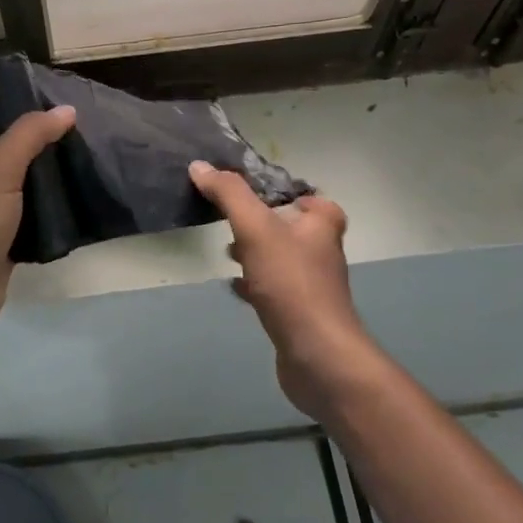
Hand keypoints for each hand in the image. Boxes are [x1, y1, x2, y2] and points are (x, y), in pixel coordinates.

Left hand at [0, 107, 75, 364]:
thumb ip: (30, 135)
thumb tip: (65, 109)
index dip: (23, 111)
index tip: (62, 107)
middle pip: (11, 154)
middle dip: (43, 146)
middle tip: (84, 135)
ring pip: (22, 188)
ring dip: (49, 180)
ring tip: (88, 164)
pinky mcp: (1, 244)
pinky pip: (29, 220)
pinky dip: (50, 214)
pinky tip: (78, 205)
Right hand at [188, 161, 378, 419]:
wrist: (317, 356)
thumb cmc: (291, 283)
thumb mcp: (255, 228)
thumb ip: (229, 195)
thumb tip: (200, 166)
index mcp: (321, 226)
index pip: (314, 200)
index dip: (292, 195)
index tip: (261, 196)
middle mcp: (322, 253)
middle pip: (294, 229)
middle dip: (265, 224)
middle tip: (235, 222)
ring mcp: (312, 287)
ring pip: (282, 260)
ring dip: (257, 254)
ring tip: (228, 252)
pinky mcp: (300, 315)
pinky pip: (274, 292)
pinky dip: (254, 286)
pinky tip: (233, 288)